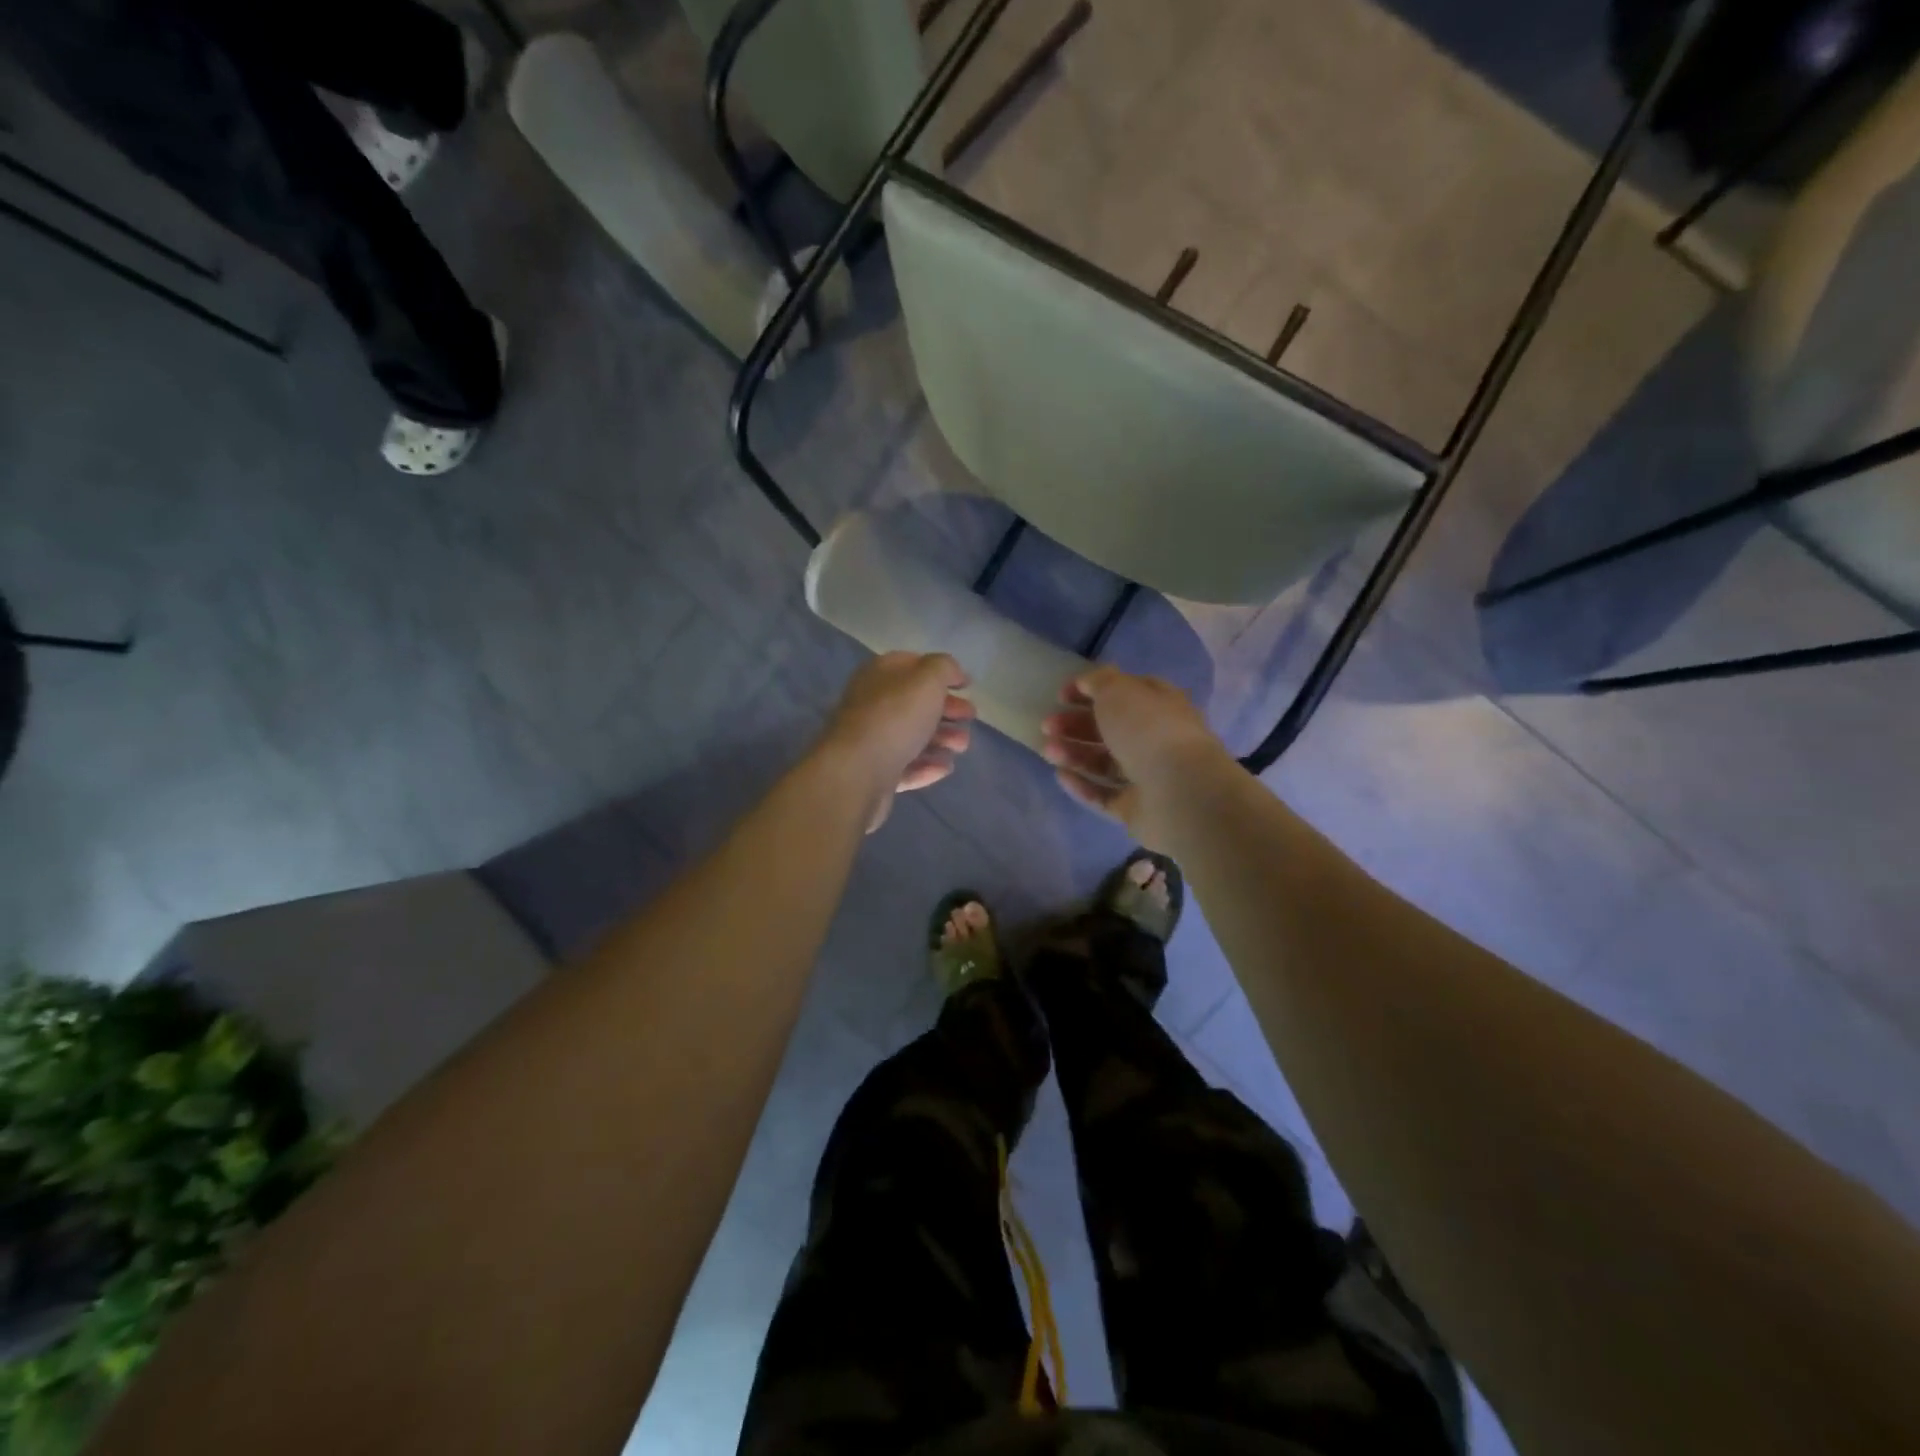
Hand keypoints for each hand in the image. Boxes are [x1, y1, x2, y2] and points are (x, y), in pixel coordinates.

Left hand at [818, 653, 974, 831]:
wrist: (856, 774)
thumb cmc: (895, 719)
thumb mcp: (926, 681)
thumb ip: (943, 668)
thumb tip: (953, 672)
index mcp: (880, 675)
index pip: (913, 664)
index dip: (942, 671)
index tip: (967, 685)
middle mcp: (872, 704)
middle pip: (915, 703)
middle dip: (947, 709)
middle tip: (970, 717)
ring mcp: (871, 741)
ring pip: (913, 736)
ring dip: (942, 738)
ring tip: (961, 746)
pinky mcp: (874, 774)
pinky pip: (906, 766)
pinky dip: (927, 765)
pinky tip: (945, 767)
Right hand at [1041, 667, 1233, 845]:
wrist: (1180, 792)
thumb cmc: (1148, 730)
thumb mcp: (1119, 691)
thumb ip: (1099, 682)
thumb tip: (1086, 682)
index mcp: (1159, 705)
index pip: (1123, 692)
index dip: (1091, 690)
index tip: (1061, 695)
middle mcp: (1156, 739)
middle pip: (1110, 729)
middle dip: (1076, 725)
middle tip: (1047, 725)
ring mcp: (1148, 776)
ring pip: (1104, 762)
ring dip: (1074, 754)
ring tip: (1048, 752)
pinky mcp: (1136, 808)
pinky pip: (1104, 795)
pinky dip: (1082, 785)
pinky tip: (1061, 776)